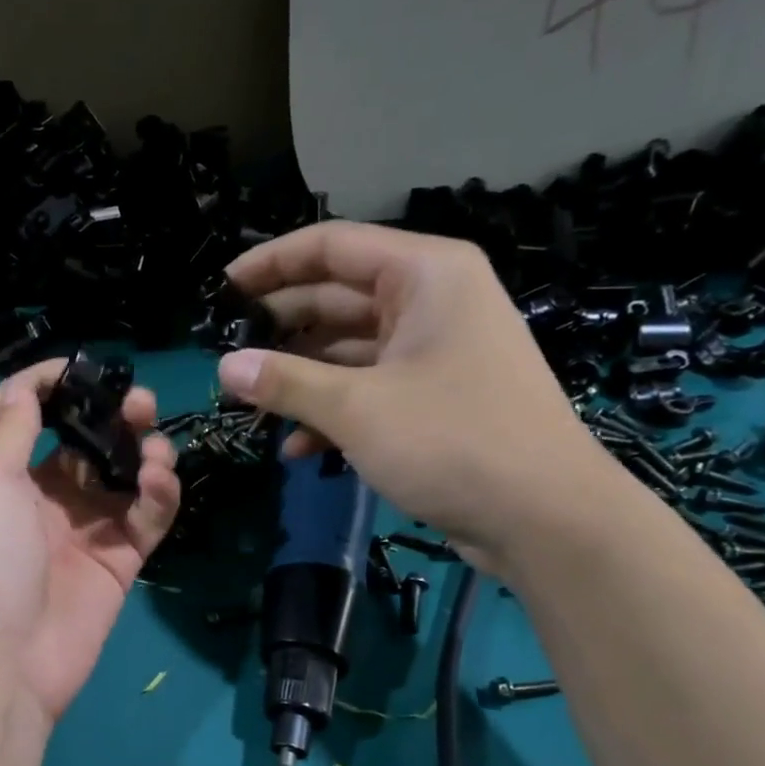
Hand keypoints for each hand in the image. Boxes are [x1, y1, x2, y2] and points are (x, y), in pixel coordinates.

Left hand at [0, 360, 181, 720]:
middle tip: (140, 404)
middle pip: (84, 442)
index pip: (24, 414)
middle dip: (112, 417)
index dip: (51, 383)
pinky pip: (146, 517)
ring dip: (143, 452)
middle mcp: (42, 498)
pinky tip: (159, 481)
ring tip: (156, 448)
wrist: (2, 659)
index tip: (87, 365)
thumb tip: (29, 387)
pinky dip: (159, 495)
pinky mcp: (118, 562)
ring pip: (122, 476)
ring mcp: (82, 531)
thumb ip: (11, 430)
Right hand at [215, 221, 618, 569]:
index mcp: (424, 275)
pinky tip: (296, 449)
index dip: (270, 264)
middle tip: (224, 355)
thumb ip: (285, 382)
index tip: (220, 291)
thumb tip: (225, 367)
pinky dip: (331, 413)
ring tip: (249, 405)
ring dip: (300, 379)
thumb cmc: (453, 442)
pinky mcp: (433, 399)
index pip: (331, 247)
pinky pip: (368, 390)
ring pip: (347, 350)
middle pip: (336, 298)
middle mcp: (430, 302)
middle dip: (279, 329)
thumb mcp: (357, 408)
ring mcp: (433, 353)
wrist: (544, 519)